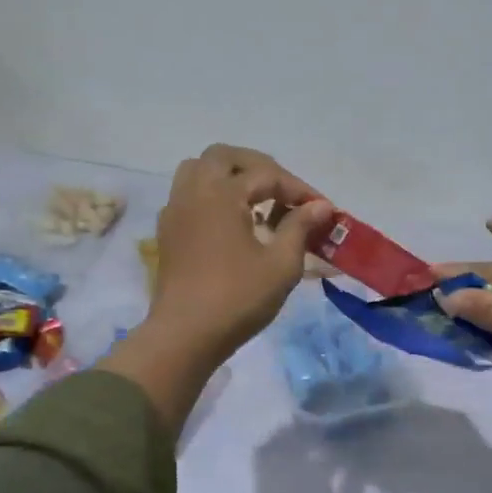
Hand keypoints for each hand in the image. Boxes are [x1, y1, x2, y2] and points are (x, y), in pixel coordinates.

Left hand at [102, 146, 331, 434]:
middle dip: (259, 168)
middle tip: (285, 192)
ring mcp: (175, 211)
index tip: (323, 209)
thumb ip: (300, 228)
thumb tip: (320, 206)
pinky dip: (213, 196)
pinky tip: (233, 223)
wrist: (184, 336)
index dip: (299, 189)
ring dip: (230, 177)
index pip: (267, 175)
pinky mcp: (168, 232)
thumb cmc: (237, 298)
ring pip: (199, 171)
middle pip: (224, 157)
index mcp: (221, 194)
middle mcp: (193, 192)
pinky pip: (189, 195)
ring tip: (257, 202)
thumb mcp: (281, 264)